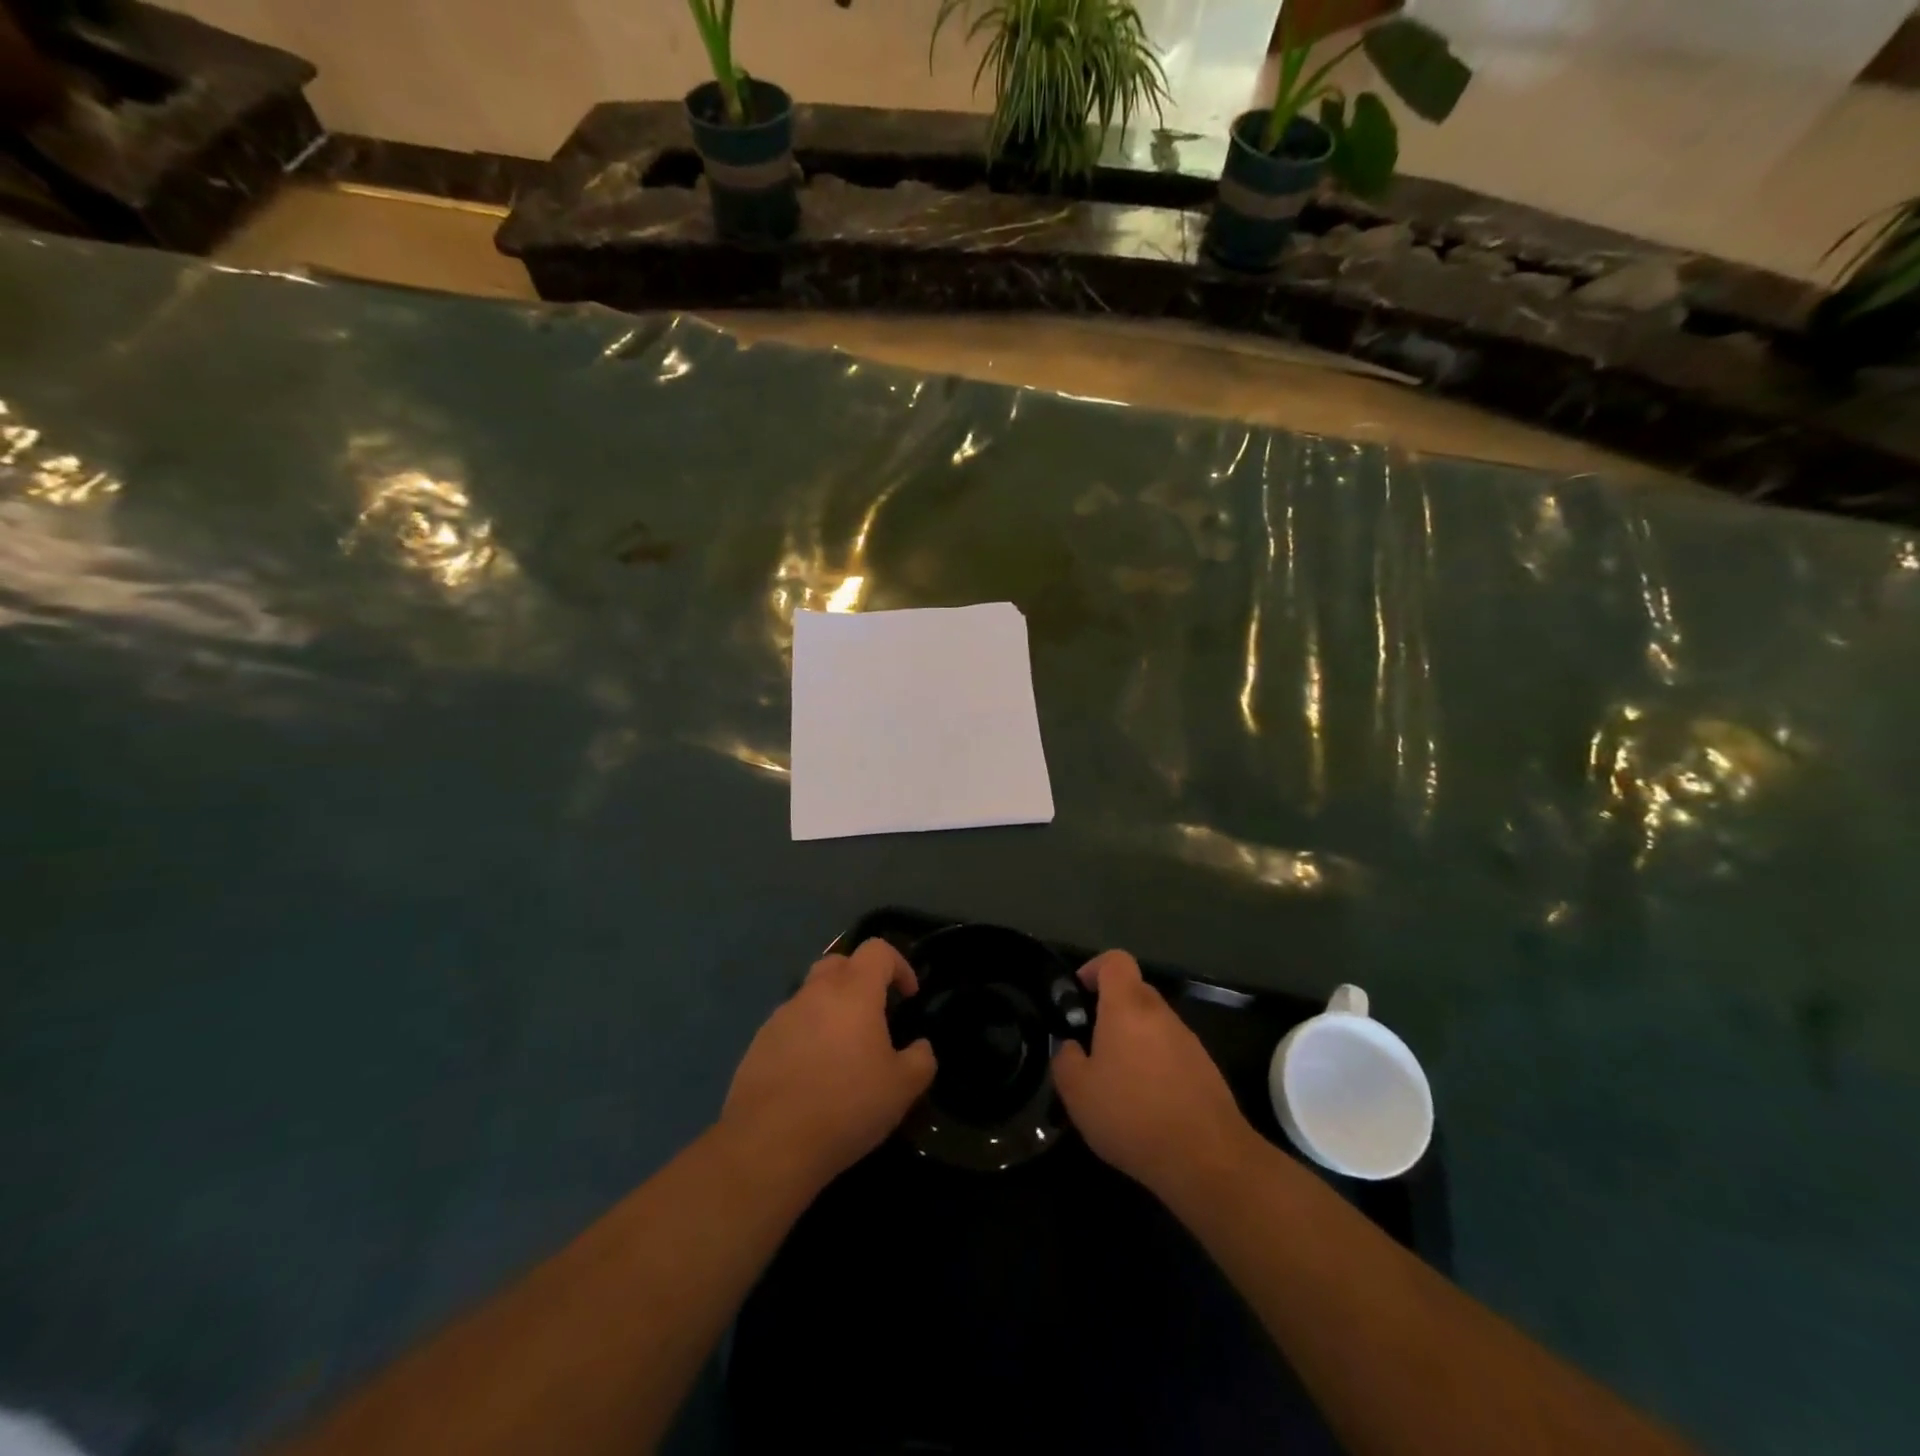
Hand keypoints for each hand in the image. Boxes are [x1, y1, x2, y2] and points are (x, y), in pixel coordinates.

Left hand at [720, 938, 935, 1190]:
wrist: (768, 1143)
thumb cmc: (845, 1106)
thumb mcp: (902, 1089)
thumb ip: (920, 1060)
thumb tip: (920, 1047)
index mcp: (853, 992)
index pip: (877, 950)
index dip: (899, 965)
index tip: (908, 996)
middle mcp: (815, 992)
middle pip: (839, 963)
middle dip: (860, 979)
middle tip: (874, 1015)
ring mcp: (782, 1016)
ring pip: (811, 994)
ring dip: (830, 1009)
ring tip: (842, 1051)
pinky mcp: (759, 1042)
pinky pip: (790, 1025)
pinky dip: (806, 1035)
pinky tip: (812, 1074)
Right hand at [1051, 950, 1255, 1199]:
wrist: (1207, 1159)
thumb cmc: (1133, 1115)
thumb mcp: (1077, 1092)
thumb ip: (1064, 1059)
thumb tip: (1070, 1047)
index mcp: (1127, 1007)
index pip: (1115, 960)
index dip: (1094, 968)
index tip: (1078, 995)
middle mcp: (1160, 1013)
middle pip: (1134, 991)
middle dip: (1110, 1009)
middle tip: (1090, 1045)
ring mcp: (1188, 1040)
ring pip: (1153, 1023)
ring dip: (1133, 1040)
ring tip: (1116, 1081)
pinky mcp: (1206, 1068)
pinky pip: (1171, 1051)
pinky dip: (1155, 1064)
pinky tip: (1145, 1103)